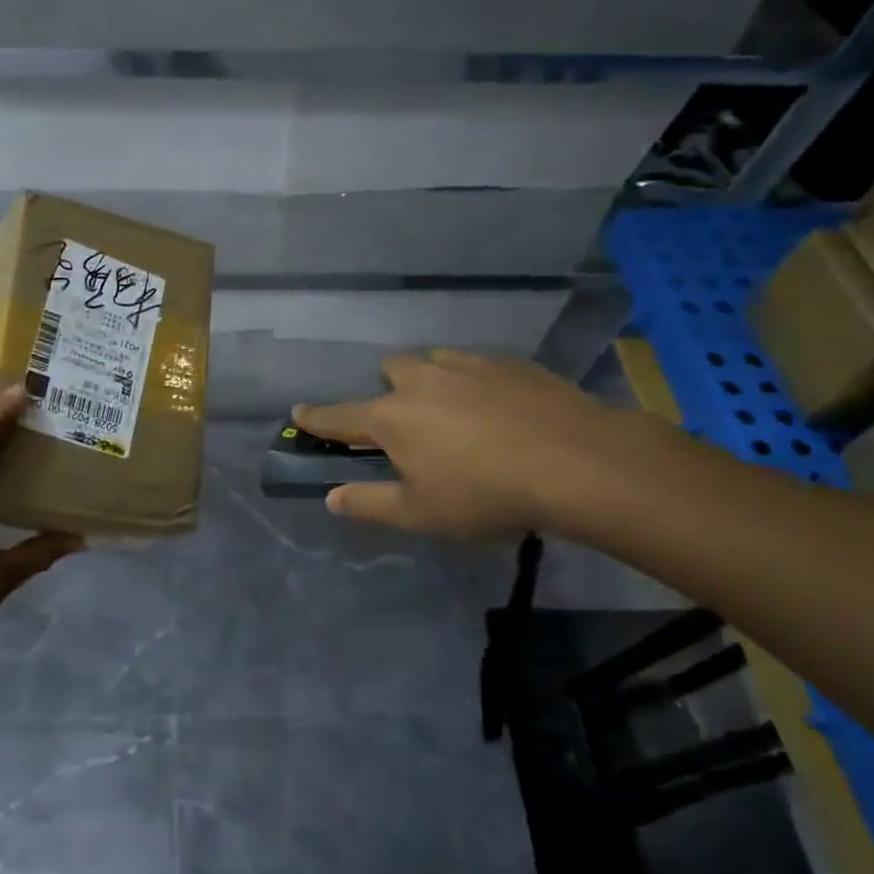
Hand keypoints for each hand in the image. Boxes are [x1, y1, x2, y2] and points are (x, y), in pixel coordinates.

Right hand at [293, 350, 642, 539]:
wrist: (575, 462)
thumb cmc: (485, 494)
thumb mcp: (420, 513)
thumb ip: (370, 504)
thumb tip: (331, 498)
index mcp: (392, 416)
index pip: (340, 416)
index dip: (316, 418)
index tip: (298, 412)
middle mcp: (422, 380)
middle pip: (390, 370)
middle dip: (388, 388)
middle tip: (407, 420)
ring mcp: (468, 365)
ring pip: (434, 360)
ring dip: (432, 379)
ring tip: (454, 410)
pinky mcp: (510, 363)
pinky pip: (477, 364)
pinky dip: (473, 381)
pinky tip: (499, 408)